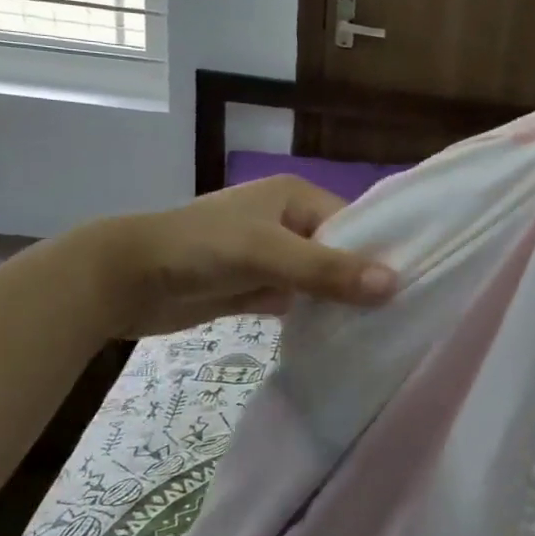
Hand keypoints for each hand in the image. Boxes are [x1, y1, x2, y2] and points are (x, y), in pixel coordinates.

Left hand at [61, 176, 397, 338]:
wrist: (122, 280)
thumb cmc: (199, 249)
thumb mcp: (267, 253)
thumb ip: (327, 270)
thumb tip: (395, 284)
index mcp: (294, 197)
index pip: (352, 223)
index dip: (379, 252)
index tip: (412, 286)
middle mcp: (286, 222)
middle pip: (337, 252)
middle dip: (362, 280)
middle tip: (401, 314)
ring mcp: (269, 258)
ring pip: (318, 280)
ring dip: (339, 302)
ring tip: (381, 329)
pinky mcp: (253, 288)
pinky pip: (296, 302)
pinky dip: (313, 317)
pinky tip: (341, 338)